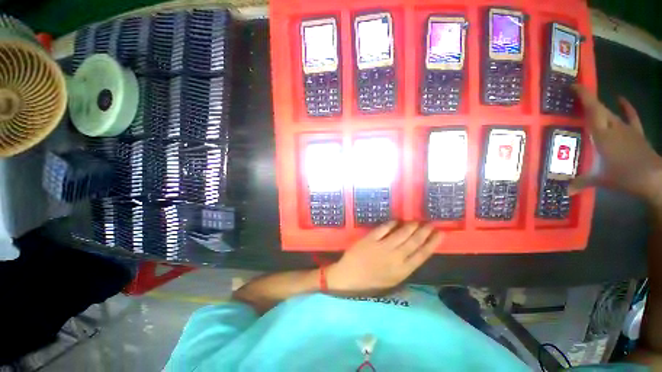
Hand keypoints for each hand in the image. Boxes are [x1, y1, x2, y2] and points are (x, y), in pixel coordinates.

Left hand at [326, 221, 444, 293]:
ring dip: (411, 226)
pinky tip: (397, 220)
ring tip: (418, 220)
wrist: (348, 278)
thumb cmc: (370, 282)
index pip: (422, 254)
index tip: (441, 234)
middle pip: (414, 242)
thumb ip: (404, 268)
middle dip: (425, 231)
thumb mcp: (391, 281)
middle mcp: (395, 257)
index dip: (433, 243)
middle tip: (432, 223)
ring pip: (402, 233)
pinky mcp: (370, 239)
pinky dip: (391, 223)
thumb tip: (416, 254)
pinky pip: (384, 228)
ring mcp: (382, 246)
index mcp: (402, 271)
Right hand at [571, 85, 661, 203]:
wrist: (653, 178)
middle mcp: (613, 127)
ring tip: (589, 104)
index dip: (584, 96)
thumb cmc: (624, 176)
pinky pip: (631, 116)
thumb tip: (565, 191)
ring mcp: (626, 129)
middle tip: (575, 96)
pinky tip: (620, 98)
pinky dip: (626, 106)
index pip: (592, 111)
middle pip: (600, 109)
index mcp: (602, 135)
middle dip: (588, 100)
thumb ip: (581, 182)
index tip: (574, 86)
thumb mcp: (600, 180)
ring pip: (611, 113)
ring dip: (600, 108)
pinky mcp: (636, 132)